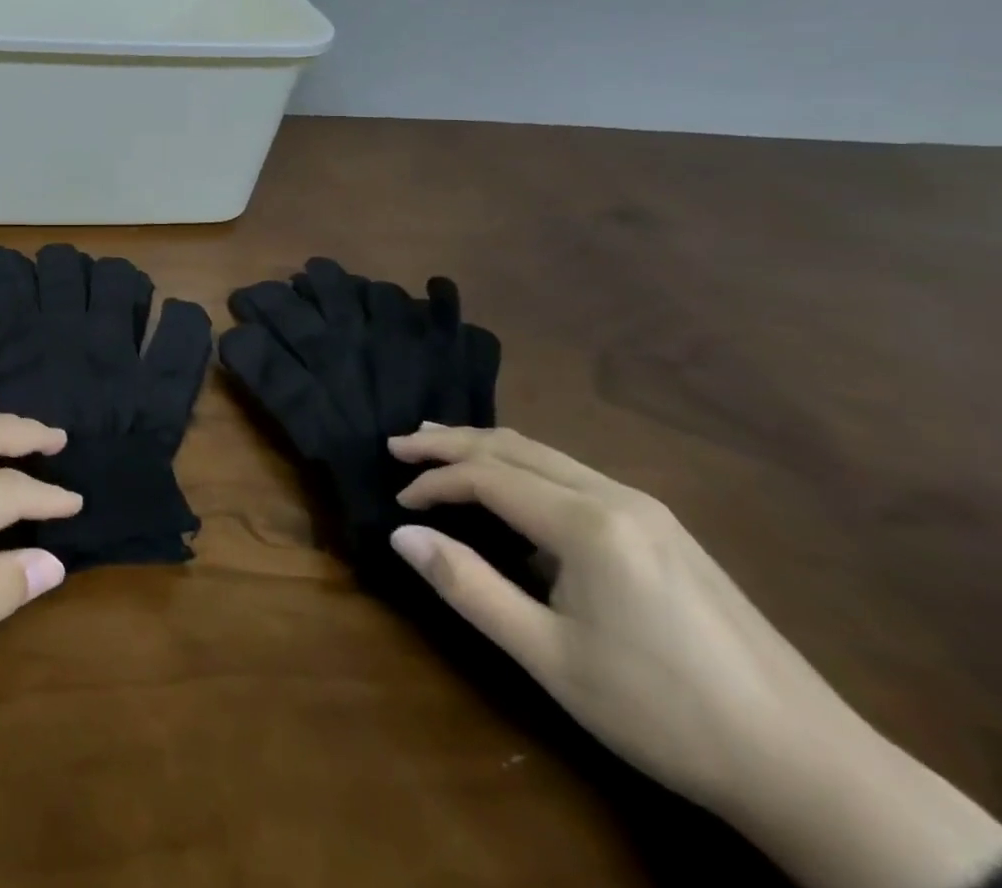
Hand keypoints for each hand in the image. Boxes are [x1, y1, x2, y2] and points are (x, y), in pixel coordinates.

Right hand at [386, 425, 1001, 887]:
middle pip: (513, 447)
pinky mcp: (663, 528)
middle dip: (450, 442)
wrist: (811, 767)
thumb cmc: (662, 711)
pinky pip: (573, 473)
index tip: (397, 501)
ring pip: (545, 454)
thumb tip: (401, 534)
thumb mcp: (550, 658)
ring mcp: (646, 508)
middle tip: (398, 444)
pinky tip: (511, 486)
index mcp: (587, 523)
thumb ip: (469, 587)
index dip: (433, 481)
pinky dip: (523, 467)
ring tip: (438, 446)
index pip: (487, 476)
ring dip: (486, 448)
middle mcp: (614, 495)